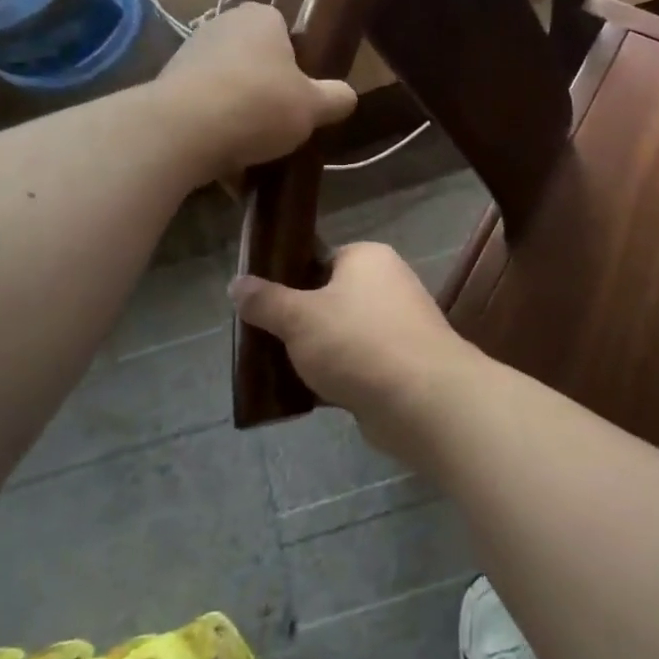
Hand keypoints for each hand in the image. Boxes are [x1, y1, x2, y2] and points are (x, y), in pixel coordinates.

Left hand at [158, 4, 355, 179]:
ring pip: (229, 89)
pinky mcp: (167, 89)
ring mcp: (189, 56)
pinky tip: (228, 164)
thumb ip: (336, 98)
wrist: (182, 131)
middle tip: (284, 125)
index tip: (303, 95)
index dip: (299, 64)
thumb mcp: (314, 106)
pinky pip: (204, 112)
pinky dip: (216, 134)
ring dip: (241, 117)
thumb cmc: (258, 105)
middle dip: (268, 93)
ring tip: (257, 153)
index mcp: (260, 18)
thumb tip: (346, 97)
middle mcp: (221, 26)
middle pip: (256, 62)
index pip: (286, 32)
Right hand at [231, 244, 474, 453]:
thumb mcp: (298, 317)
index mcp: (368, 258)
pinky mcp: (400, 365)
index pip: (320, 258)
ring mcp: (397, 326)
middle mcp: (387, 285)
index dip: (288, 280)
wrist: (422, 400)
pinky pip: (357, 365)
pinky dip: (335, 378)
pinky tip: (306, 396)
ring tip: (276, 372)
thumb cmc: (357, 342)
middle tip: (263, 342)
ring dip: (314, 354)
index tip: (260, 305)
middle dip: (297, 324)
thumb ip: (265, 300)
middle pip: (328, 299)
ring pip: (341, 336)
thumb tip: (235, 284)